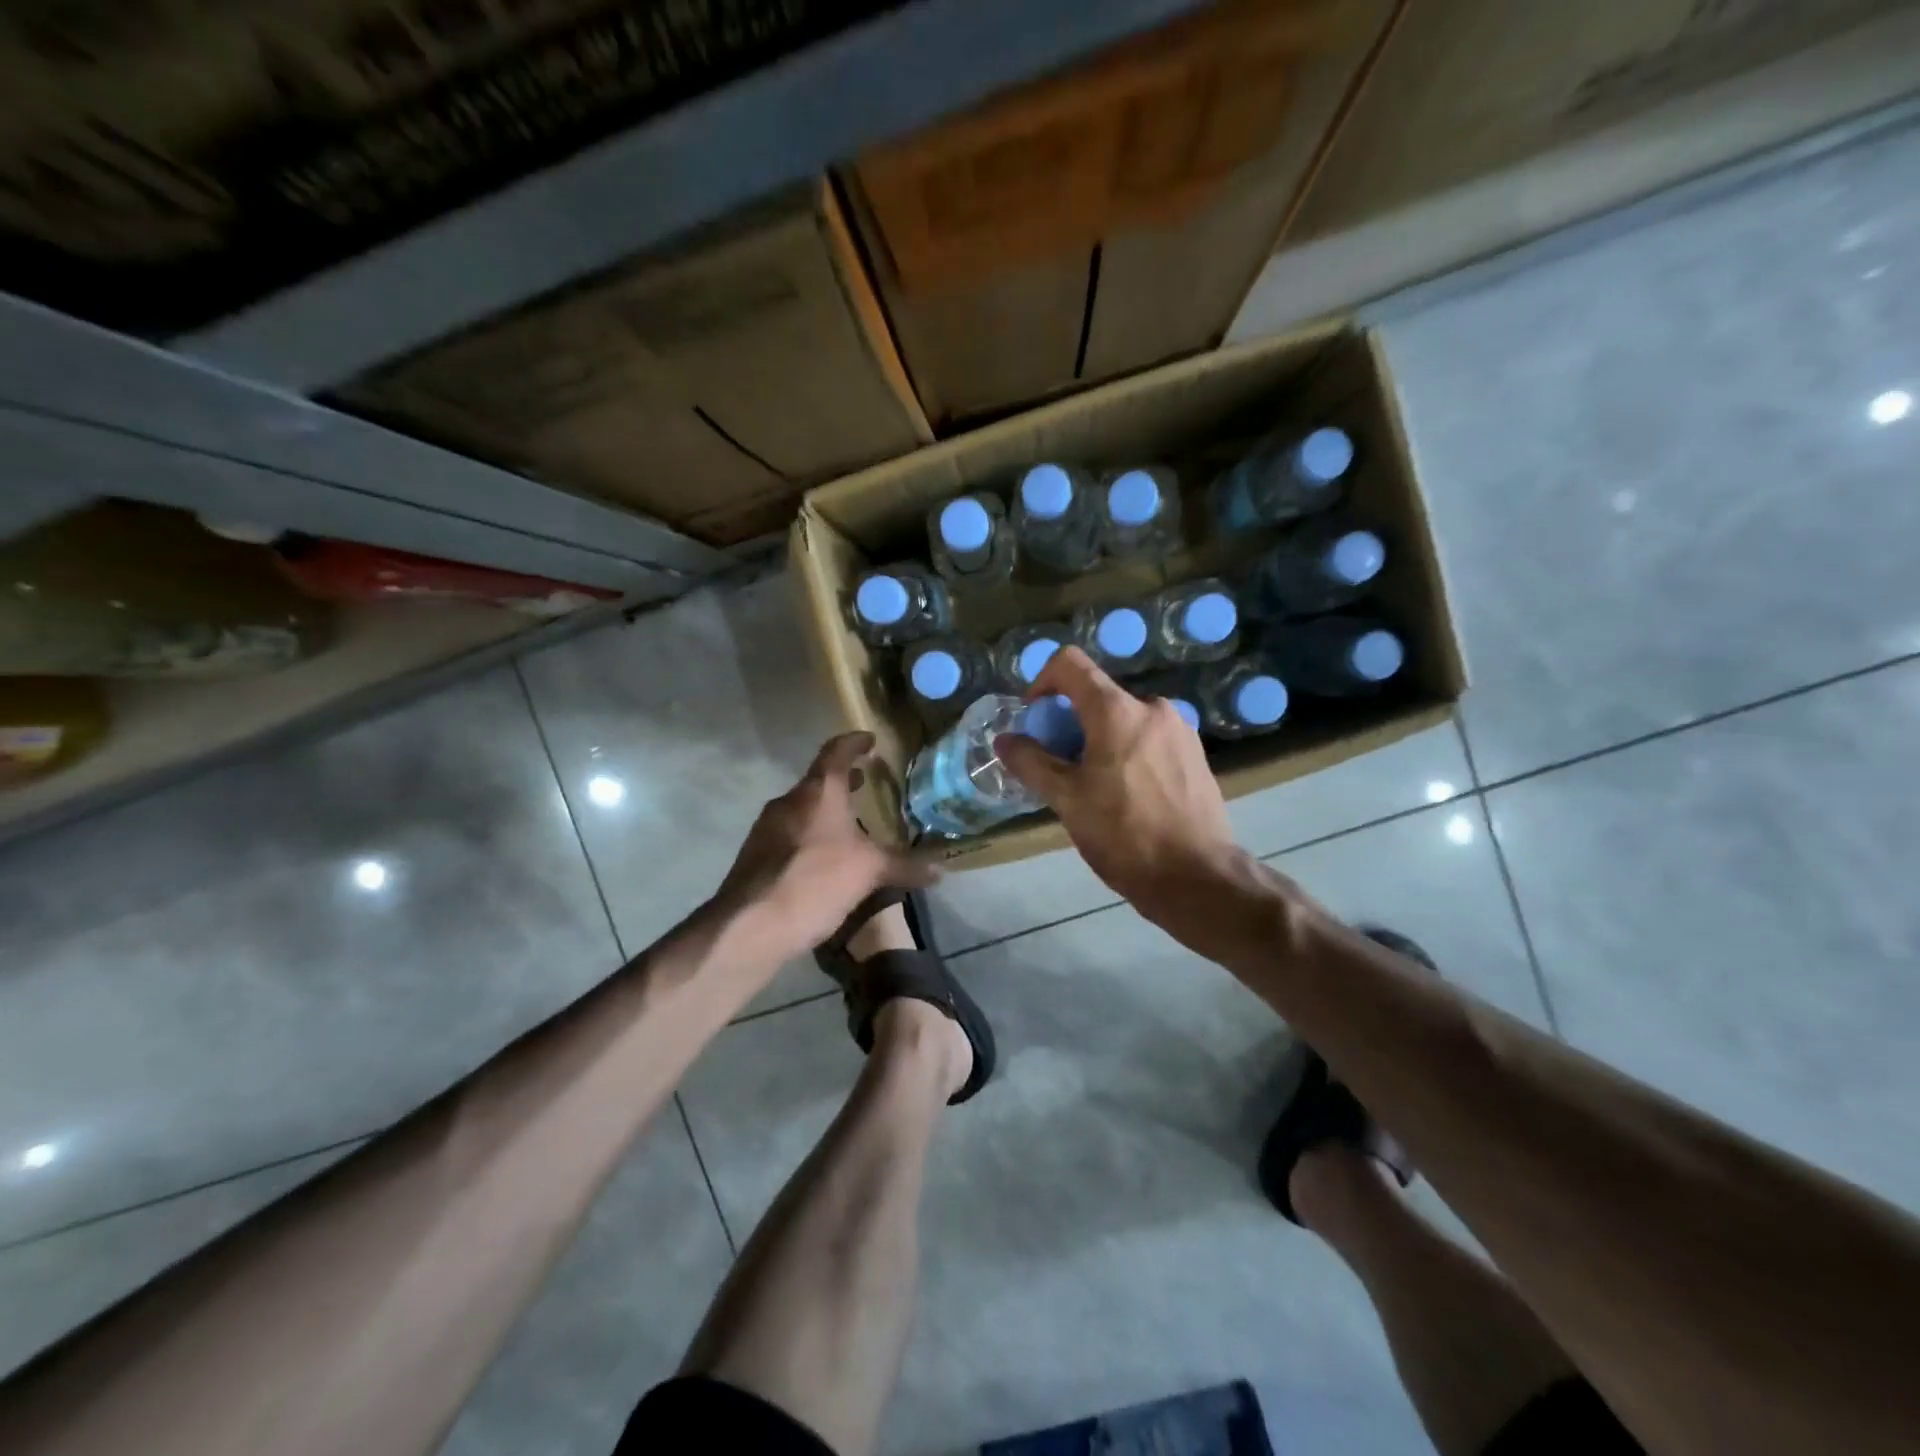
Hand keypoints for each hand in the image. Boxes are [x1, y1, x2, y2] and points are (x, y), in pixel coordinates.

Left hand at [717, 732, 936, 960]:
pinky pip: (789, 835)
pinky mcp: (755, 856)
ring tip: (850, 826)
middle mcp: (789, 801)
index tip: (869, 740)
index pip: (837, 751)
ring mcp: (766, 828)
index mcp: (818, 792)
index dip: (854, 743)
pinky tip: (823, 861)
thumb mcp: (870, 872)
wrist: (750, 925)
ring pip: (802, 809)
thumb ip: (906, 866)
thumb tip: (942, 870)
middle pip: (818, 781)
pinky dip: (810, 836)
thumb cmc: (816, 881)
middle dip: (842, 781)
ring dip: (825, 811)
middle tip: (865, 783)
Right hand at [996, 647, 1246, 936]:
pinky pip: (1149, 738)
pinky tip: (1128, 796)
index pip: (1070, 664)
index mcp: (1117, 710)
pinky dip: (1128, 752)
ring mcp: (1179, 730)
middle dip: (1070, 723)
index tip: (1035, 720)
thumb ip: (1031, 762)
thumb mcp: (1067, 800)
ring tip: (1094, 787)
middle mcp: (1152, 707)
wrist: (1197, 877)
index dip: (1042, 682)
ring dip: (1099, 740)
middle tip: (1060, 767)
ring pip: (1124, 719)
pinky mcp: (1195, 754)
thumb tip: (1005, 740)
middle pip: (1097, 696)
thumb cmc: (1124, 835)